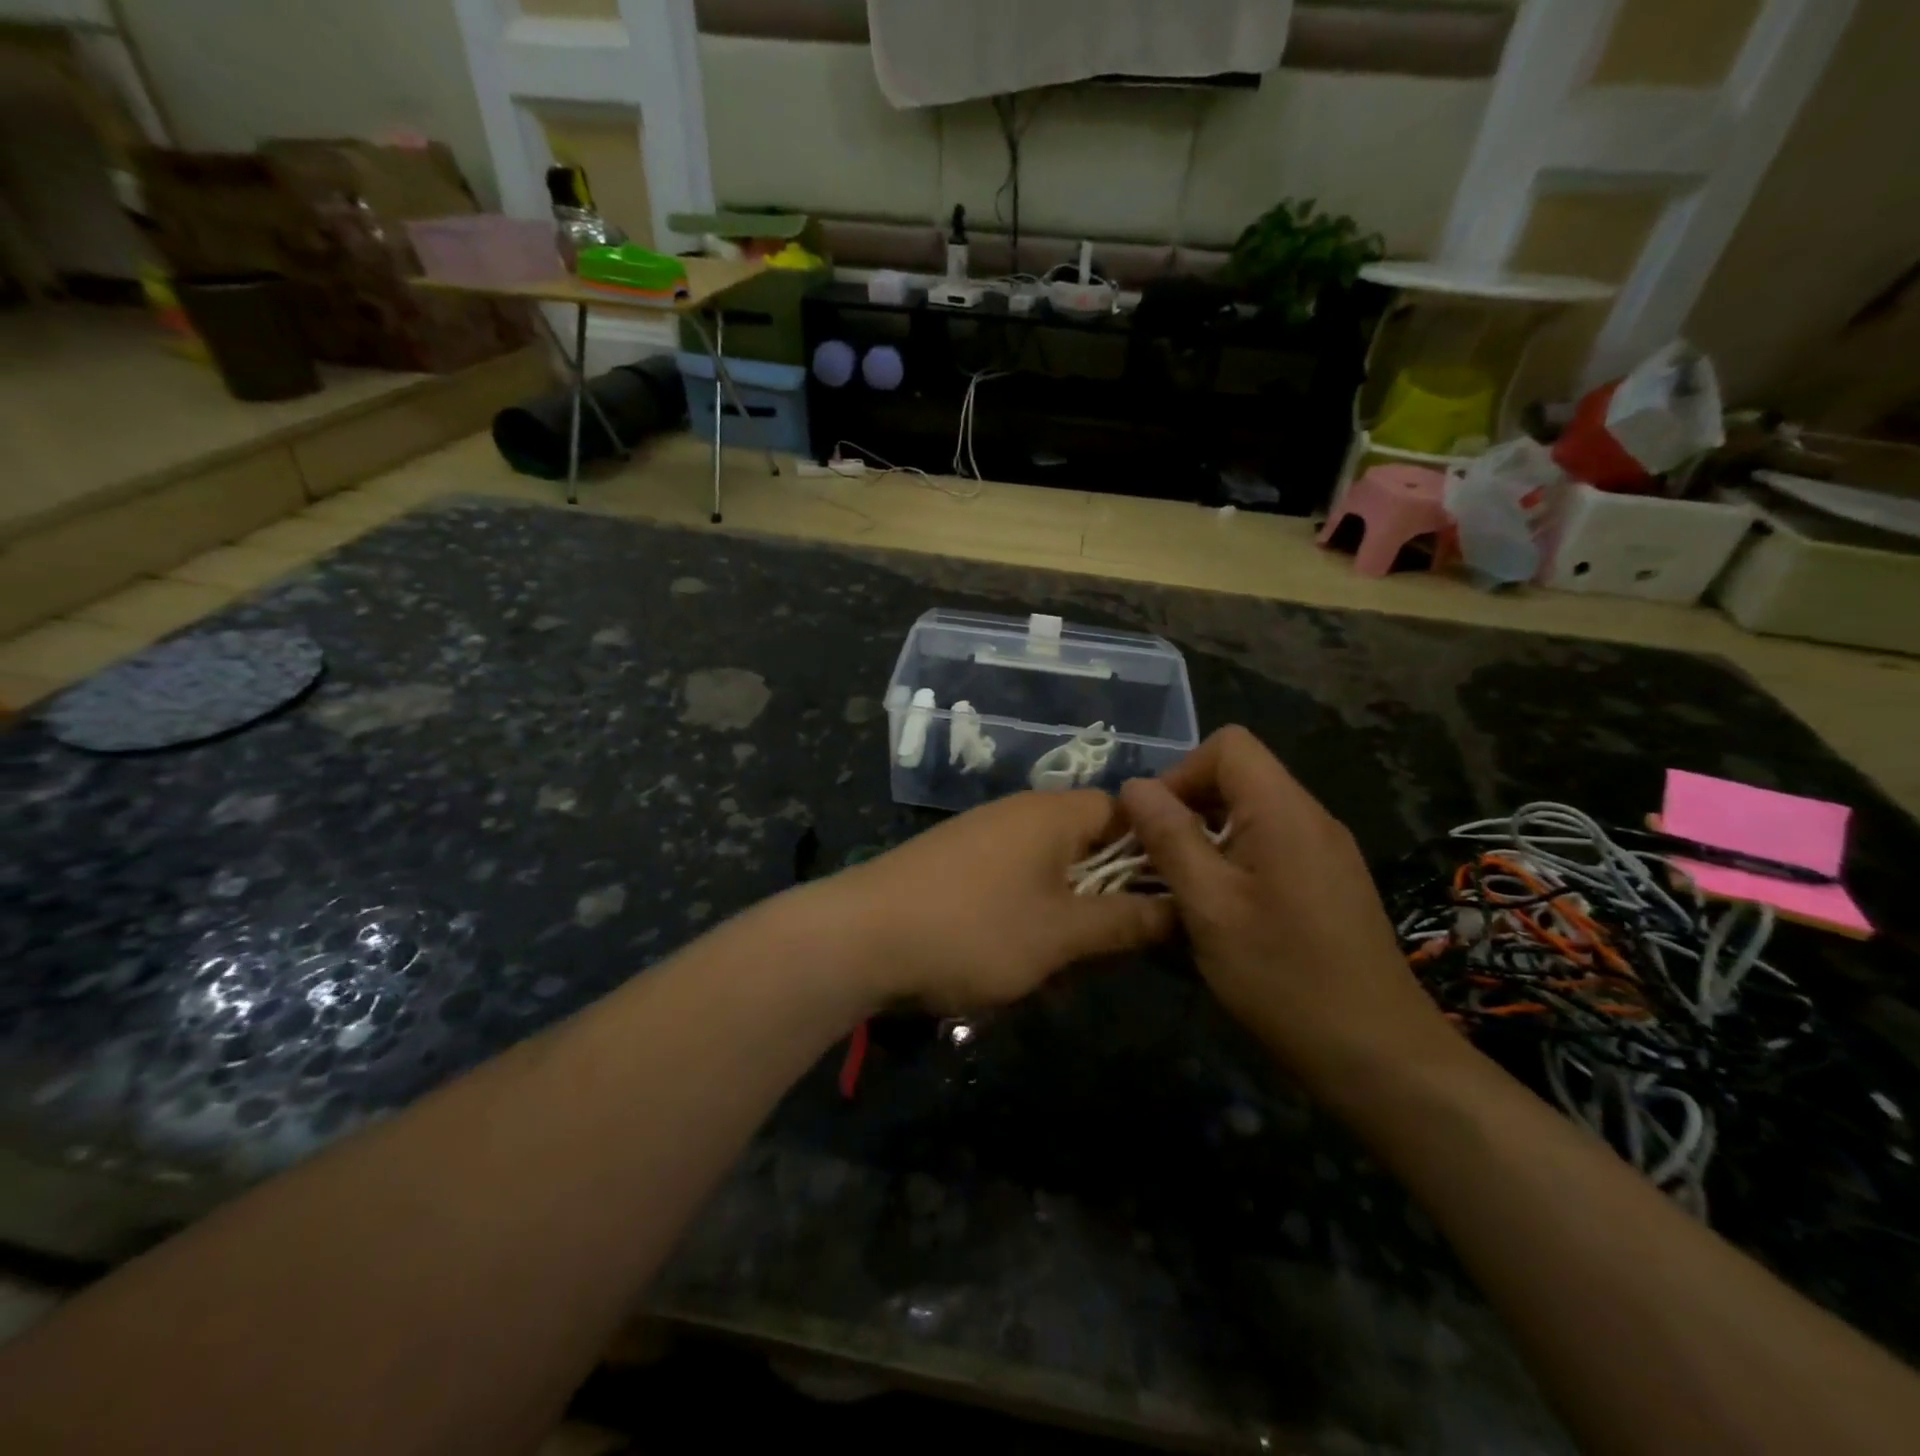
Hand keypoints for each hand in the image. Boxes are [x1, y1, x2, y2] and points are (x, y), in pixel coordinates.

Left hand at [833, 791, 1176, 1012]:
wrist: (859, 937)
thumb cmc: (973, 929)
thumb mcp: (1060, 933)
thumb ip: (1124, 921)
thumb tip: (1182, 909)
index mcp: (1053, 813)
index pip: (1127, 812)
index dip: (1156, 852)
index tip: (1174, 899)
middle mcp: (1019, 813)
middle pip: (1089, 841)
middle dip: (1110, 892)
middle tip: (1122, 943)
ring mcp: (982, 836)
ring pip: (1051, 867)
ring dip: (1068, 910)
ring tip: (1069, 959)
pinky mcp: (955, 863)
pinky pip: (1013, 880)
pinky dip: (1029, 912)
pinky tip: (1019, 954)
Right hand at [1118, 727, 1453, 1086]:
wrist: (1379, 1056)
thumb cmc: (1284, 976)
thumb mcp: (1210, 906)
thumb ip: (1170, 838)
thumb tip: (1134, 786)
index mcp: (1284, 810)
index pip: (1228, 745)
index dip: (1180, 773)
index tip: (1154, 827)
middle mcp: (1311, 817)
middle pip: (1237, 777)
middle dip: (1187, 810)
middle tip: (1158, 865)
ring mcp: (1326, 850)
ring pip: (1250, 814)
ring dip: (1206, 841)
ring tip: (1183, 893)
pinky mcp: (1329, 882)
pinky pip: (1270, 846)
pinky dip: (1234, 863)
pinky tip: (1223, 914)